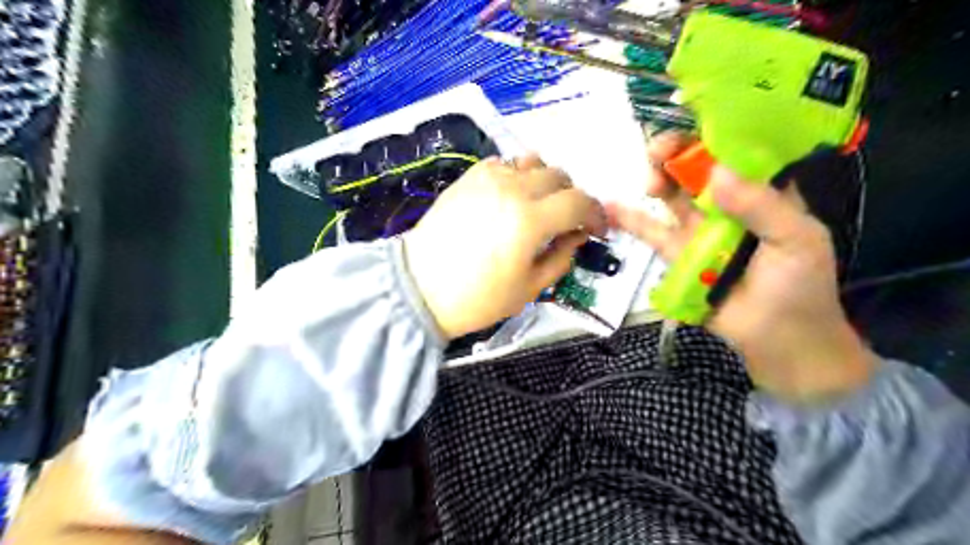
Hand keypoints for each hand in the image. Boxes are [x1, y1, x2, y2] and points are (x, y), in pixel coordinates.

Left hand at [405, 153, 604, 339]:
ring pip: (533, 162)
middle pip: (559, 176)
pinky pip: (505, 163)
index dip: (596, 214)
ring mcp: (488, 179)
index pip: (580, 201)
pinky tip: (512, 197)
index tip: (597, 229)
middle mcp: (512, 189)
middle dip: (573, 197)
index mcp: (530, 220)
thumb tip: (577, 236)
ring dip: (547, 181)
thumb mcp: (530, 289)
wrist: (420, 288)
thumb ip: (562, 257)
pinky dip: (518, 175)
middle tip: (568, 221)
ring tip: (541, 205)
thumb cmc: (477, 298)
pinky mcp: (469, 178)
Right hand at [608, 134, 875, 401]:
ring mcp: (699, 229)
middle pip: (695, 168)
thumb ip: (761, 207)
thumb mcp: (796, 241)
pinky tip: (610, 206)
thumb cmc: (799, 287)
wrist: (778, 340)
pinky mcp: (677, 254)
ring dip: (656, 180)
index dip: (710, 133)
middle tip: (659, 154)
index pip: (734, 151)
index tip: (689, 128)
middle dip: (675, 154)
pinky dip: (631, 219)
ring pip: (672, 194)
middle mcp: (727, 204)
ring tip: (648, 181)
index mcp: (763, 192)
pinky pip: (652, 232)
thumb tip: (716, 173)